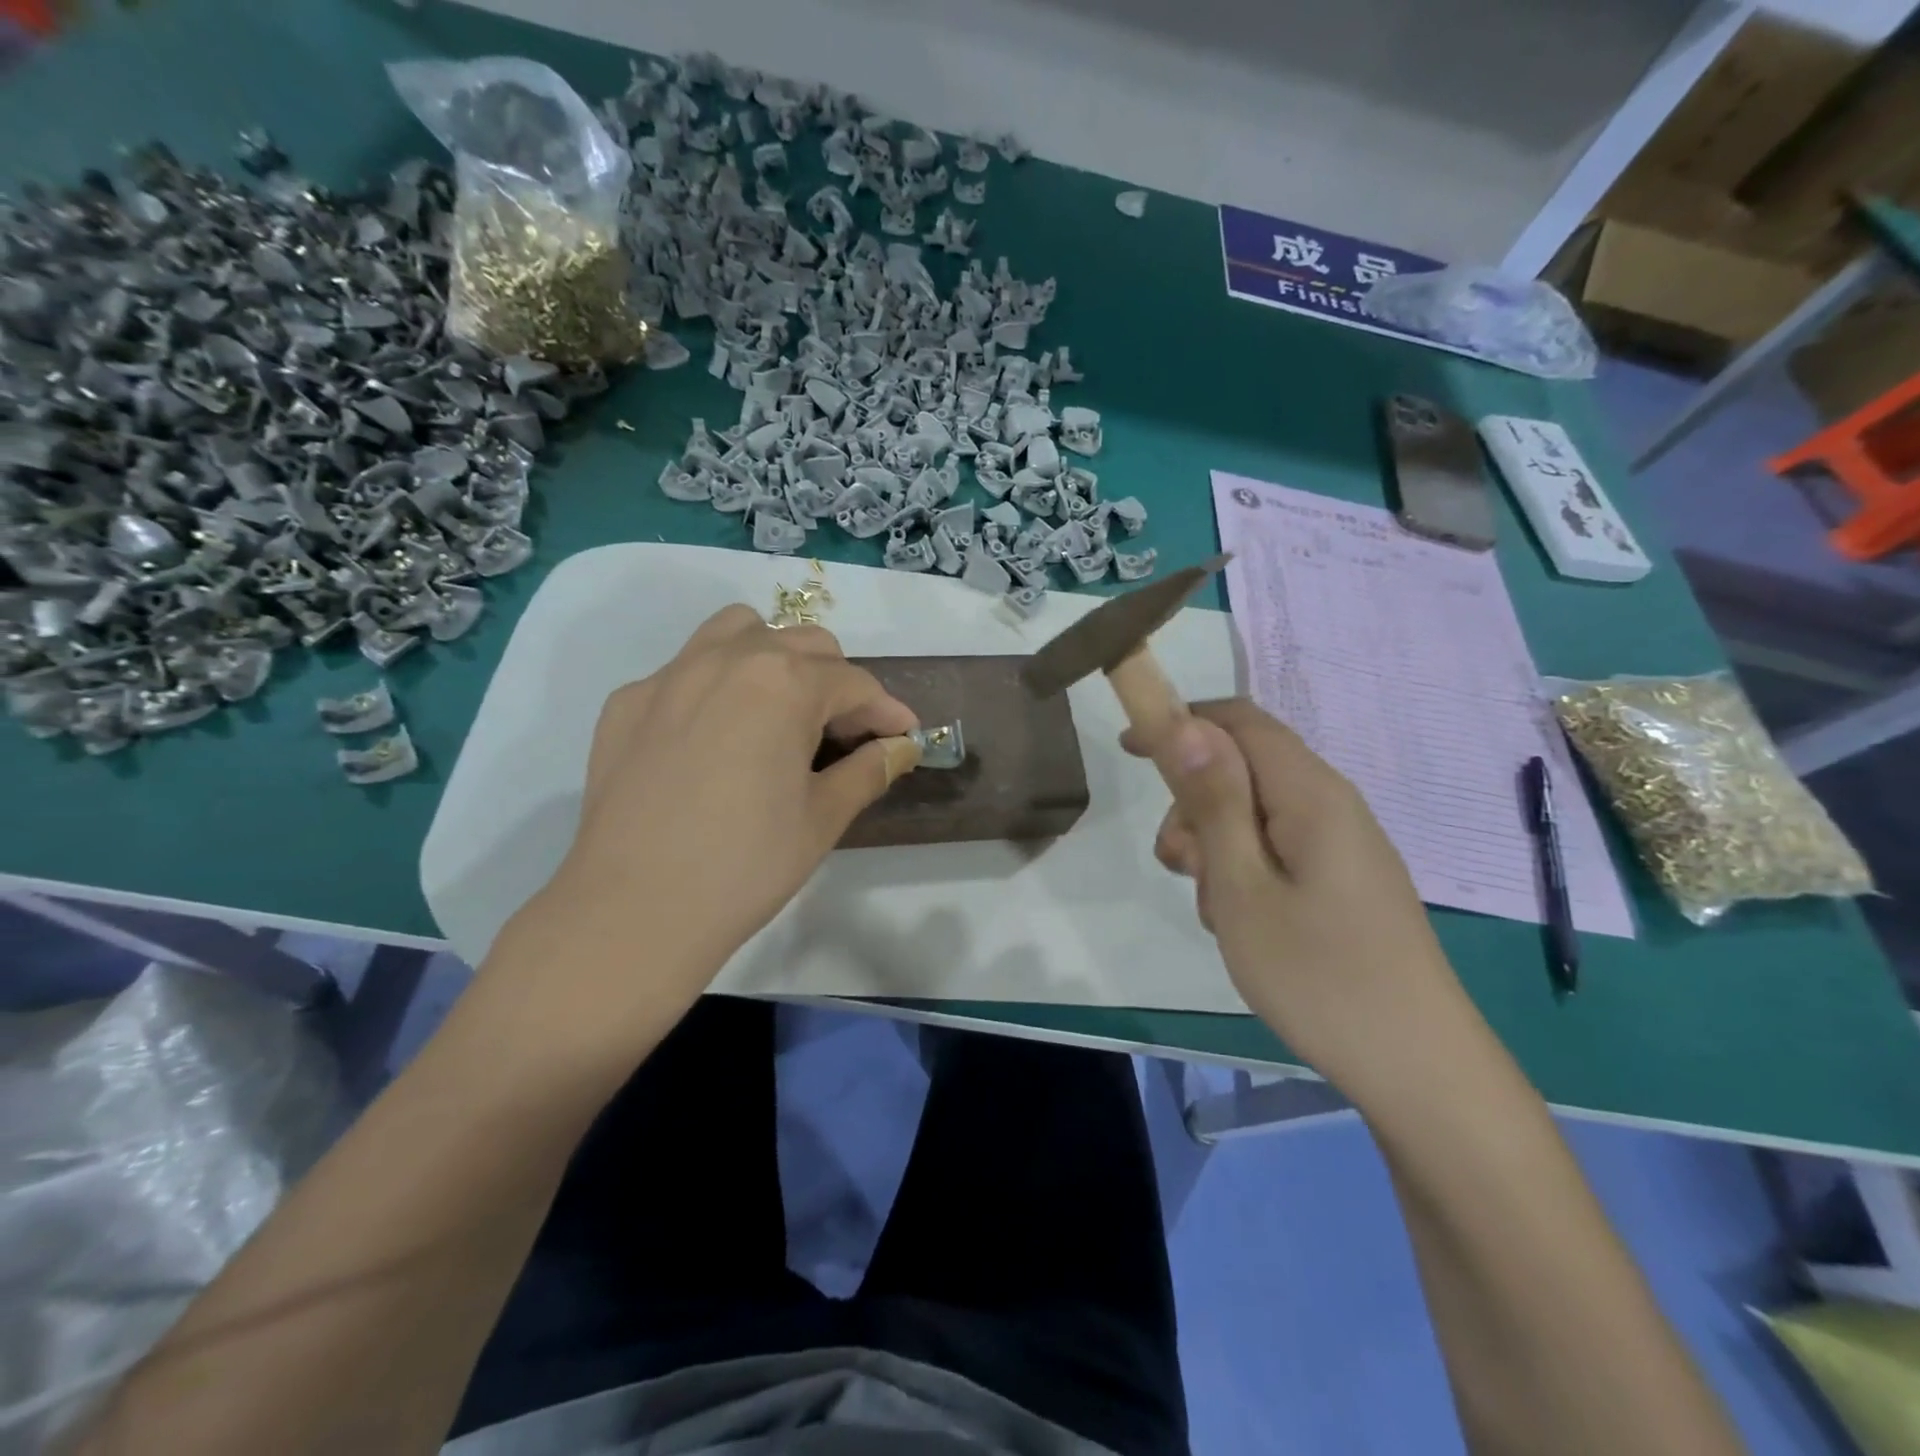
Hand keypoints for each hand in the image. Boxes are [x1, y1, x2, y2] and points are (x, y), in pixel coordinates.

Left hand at [509, 606, 919, 1009]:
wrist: (633, 910)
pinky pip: (685, 669)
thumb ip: (869, 770)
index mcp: (783, 684)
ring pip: (738, 632)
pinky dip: (717, 686)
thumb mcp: (823, 818)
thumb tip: (900, 747)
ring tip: (780, 711)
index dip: (886, 710)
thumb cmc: (745, 865)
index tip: (903, 737)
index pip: (854, 683)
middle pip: (802, 644)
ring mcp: (670, 675)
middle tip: (843, 736)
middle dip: (836, 682)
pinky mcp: (628, 702)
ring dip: (774, 658)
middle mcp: (727, 659)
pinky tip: (714, 739)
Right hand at [1126, 699, 1475, 1097]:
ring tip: (1215, 909)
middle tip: (1179, 866)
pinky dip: (1243, 870)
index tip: (1130, 751)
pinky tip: (1242, 923)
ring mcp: (1342, 845)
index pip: (1240, 721)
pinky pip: (1278, 849)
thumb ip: (1213, 801)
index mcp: (1311, 794)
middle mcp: (1332, 806)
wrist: (1417, 1068)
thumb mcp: (1242, 886)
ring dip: (1215, 845)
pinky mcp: (1343, 879)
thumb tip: (1186, 725)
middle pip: (1244, 768)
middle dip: (1195, 803)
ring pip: (1255, 813)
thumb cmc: (1318, 976)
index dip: (1181, 722)